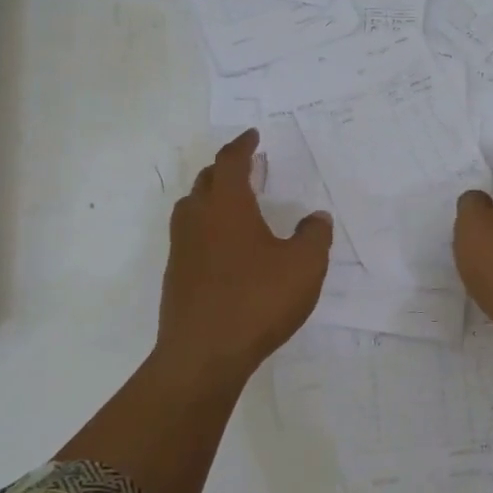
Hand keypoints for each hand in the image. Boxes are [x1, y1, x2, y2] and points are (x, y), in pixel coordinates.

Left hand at [156, 129, 331, 381]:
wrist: (203, 355)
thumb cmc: (257, 301)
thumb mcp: (303, 266)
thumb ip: (314, 236)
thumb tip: (317, 217)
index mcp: (227, 206)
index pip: (230, 162)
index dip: (242, 146)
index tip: (253, 136)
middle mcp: (198, 219)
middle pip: (206, 180)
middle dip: (225, 169)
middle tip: (247, 168)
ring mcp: (181, 248)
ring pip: (192, 208)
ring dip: (211, 197)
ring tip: (234, 205)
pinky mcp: (176, 276)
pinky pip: (190, 237)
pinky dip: (206, 228)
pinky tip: (225, 249)